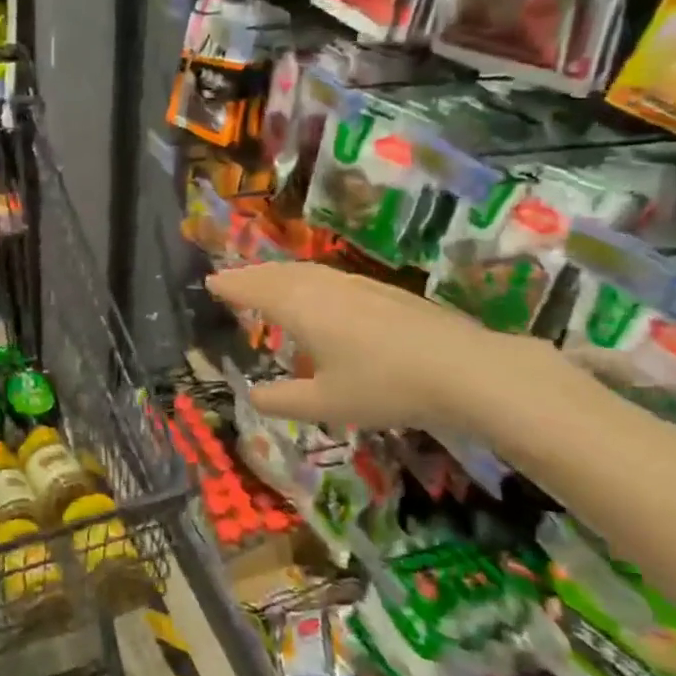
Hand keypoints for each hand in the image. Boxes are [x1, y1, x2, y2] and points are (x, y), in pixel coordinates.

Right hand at [207, 262, 536, 434]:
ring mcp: (356, 285)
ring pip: (306, 271)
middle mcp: (323, 288)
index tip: (209, 282)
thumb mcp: (324, 403)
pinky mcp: (383, 291)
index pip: (254, 289)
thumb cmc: (384, 386)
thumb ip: (281, 400)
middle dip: (250, 275)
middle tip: (230, 279)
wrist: (465, 369)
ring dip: (278, 273)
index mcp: (300, 309)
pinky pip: (328, 276)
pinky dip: (306, 279)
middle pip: (278, 273)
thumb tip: (251, 394)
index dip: (230, 286)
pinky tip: (318, 294)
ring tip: (266, 282)